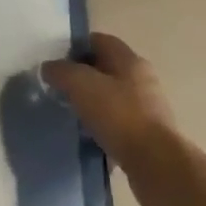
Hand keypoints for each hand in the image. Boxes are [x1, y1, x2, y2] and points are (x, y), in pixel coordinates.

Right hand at [42, 33, 178, 200]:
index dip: (75, 48)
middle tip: (60, 91)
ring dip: (92, 105)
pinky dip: (103, 129)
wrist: (157, 165)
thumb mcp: (81, 85)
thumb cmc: (119, 116)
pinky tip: (89, 140)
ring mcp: (148, 109)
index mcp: (129, 60)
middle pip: (106, 70)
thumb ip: (61, 71)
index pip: (98, 41)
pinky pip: (119, 125)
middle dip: (82, 78)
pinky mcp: (149, 136)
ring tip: (72, 117)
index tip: (56, 65)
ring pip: (112, 99)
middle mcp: (142, 79)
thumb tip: (49, 68)